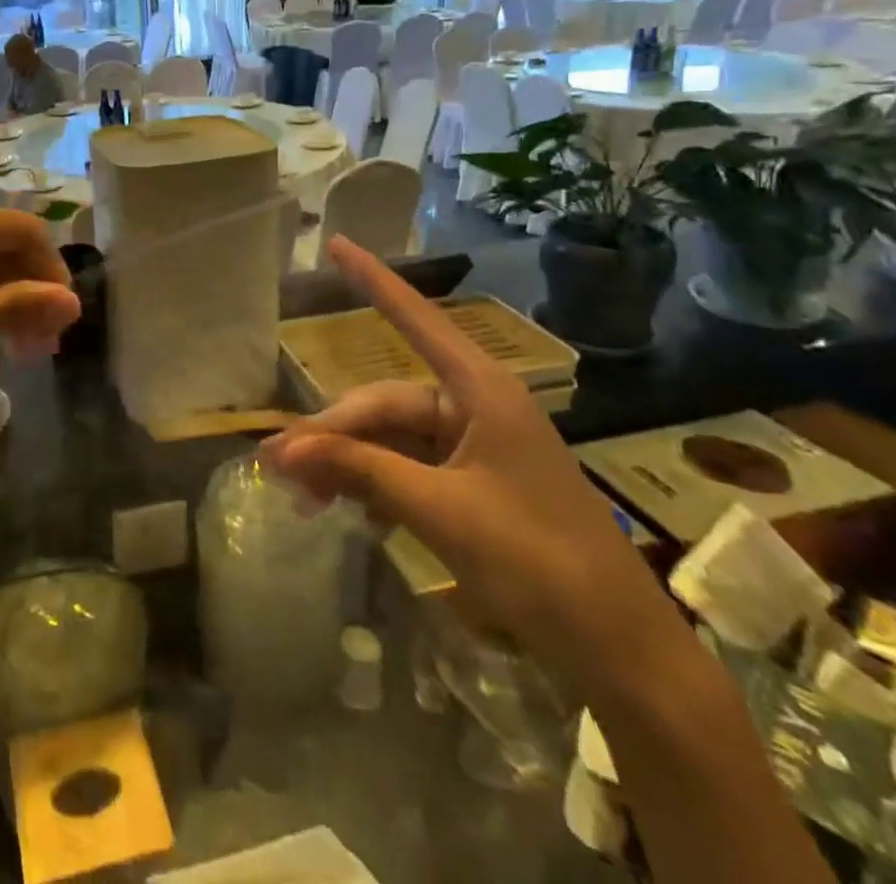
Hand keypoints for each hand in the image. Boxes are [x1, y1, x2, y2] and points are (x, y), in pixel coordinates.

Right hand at [260, 236, 687, 690]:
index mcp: (479, 391)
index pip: (413, 319)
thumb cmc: (538, 563)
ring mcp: (472, 447)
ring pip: (388, 439)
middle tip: (278, 468)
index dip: (371, 280)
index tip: (335, 242)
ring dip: (346, 464)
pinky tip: (344, 510)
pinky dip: (372, 484)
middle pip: (384, 404)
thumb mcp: (440, 512)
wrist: (617, 652)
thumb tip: (282, 449)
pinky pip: (405, 468)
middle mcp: (472, 407)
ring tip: (301, 497)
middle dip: (332, 435)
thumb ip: (360, 471)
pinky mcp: (470, 483)